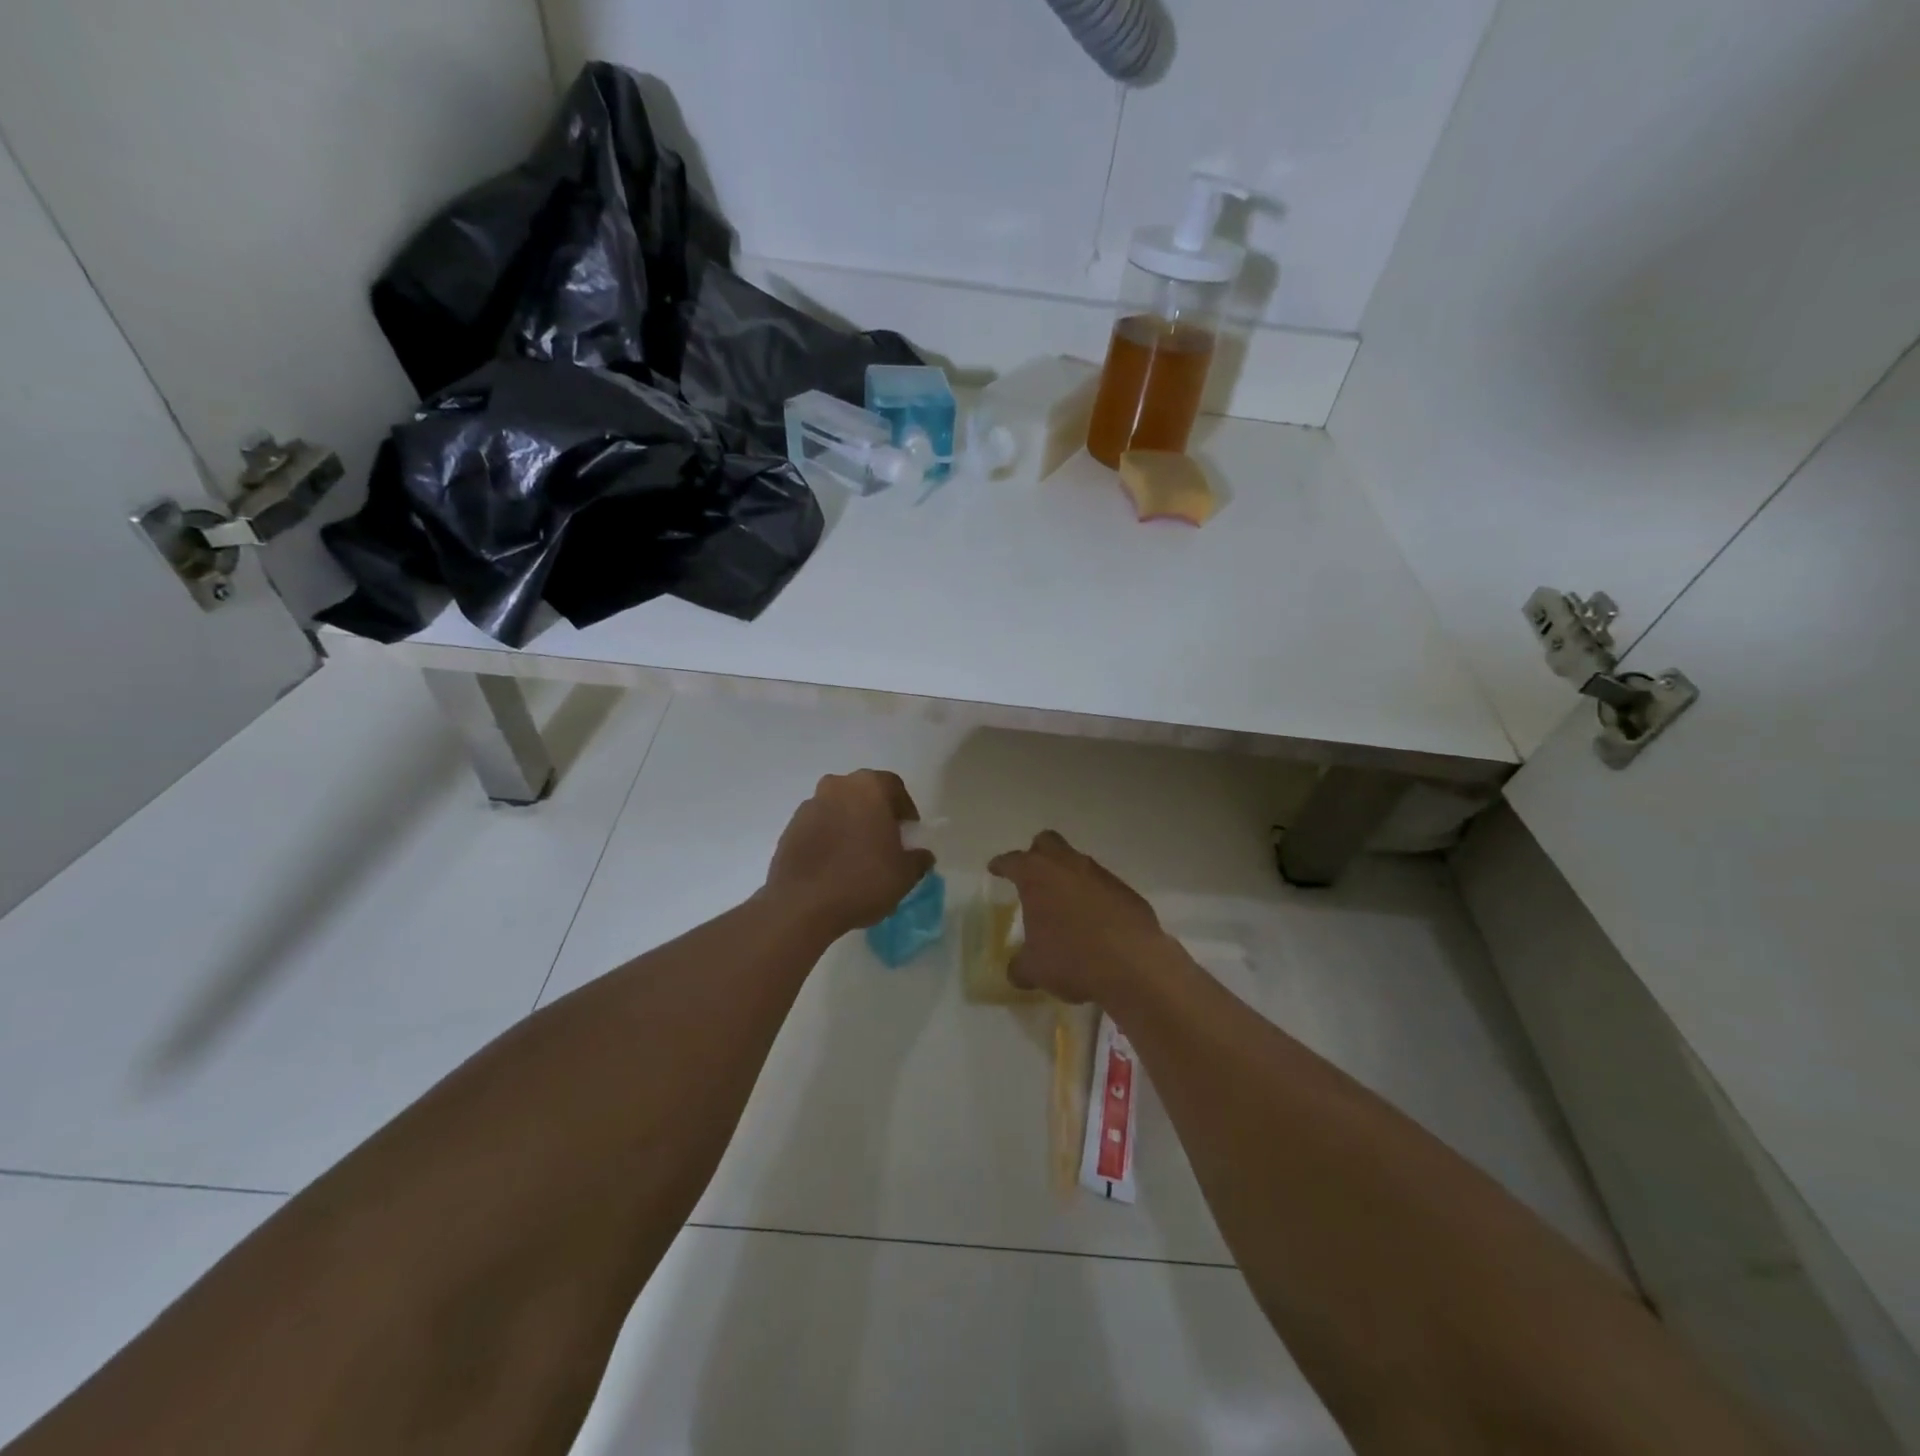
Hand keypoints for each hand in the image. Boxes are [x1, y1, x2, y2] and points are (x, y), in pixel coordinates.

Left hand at [765, 770, 934, 935]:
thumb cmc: (862, 880)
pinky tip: (835, 866)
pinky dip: (829, 839)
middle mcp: (837, 786)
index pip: (894, 787)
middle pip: (864, 794)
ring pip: (839, 809)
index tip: (908, 834)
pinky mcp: (790, 828)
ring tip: (858, 857)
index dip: (905, 810)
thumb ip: (918, 859)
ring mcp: (809, 806)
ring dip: (850, 825)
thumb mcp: (905, 874)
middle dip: (876, 814)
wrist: (802, 905)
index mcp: (868, 787)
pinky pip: (819, 827)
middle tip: (885, 843)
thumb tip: (922, 855)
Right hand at [988, 831, 1176, 1003]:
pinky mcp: (1126, 891)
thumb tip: (1016, 970)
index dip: (1001, 865)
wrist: (1134, 963)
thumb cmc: (1072, 958)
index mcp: (1037, 875)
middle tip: (1031, 875)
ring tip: (1064, 905)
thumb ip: (1020, 965)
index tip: (995, 869)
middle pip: (1048, 843)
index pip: (1012, 861)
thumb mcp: (1035, 969)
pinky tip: (1093, 922)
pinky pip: (1102, 886)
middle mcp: (1068, 865)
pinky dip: (1093, 897)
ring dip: (1068, 877)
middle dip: (1037, 854)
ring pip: (1078, 863)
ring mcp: (1100, 875)